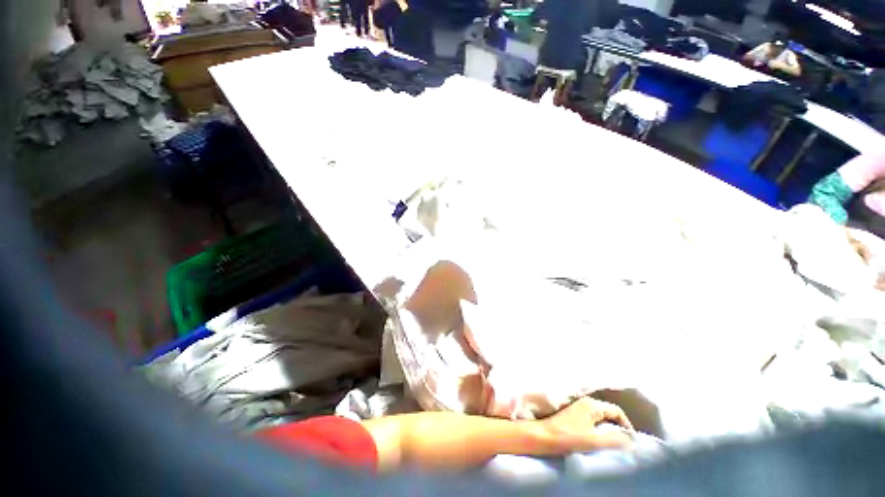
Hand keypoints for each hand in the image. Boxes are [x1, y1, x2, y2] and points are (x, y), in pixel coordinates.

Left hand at [538, 397, 634, 453]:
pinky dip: (599, 429)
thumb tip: (631, 439)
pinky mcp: (573, 415)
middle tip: (625, 444)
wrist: (544, 436)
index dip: (627, 425)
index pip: (616, 411)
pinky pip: (592, 420)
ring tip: (614, 444)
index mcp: (591, 404)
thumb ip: (615, 439)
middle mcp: (585, 402)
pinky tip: (599, 440)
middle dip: (618, 427)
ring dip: (609, 429)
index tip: (632, 442)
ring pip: (600, 417)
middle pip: (609, 412)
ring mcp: (578, 407)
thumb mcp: (594, 440)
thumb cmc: (568, 437)